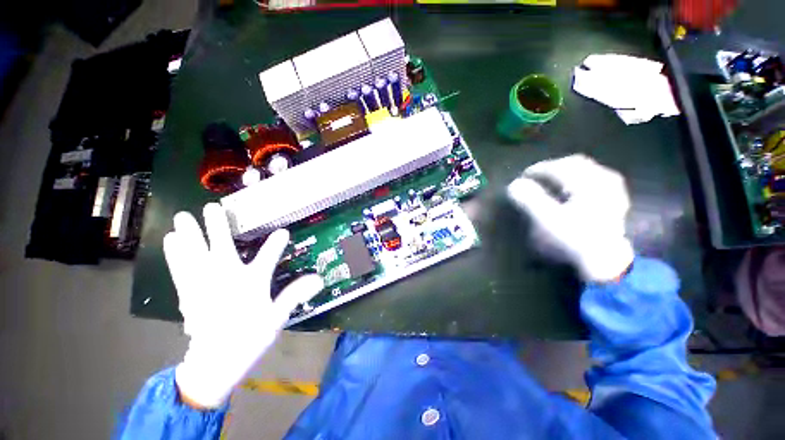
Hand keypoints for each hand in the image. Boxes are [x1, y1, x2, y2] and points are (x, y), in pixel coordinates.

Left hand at [163, 203, 322, 407]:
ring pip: (192, 238)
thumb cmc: (248, 338)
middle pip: (219, 231)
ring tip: (183, 218)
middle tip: (211, 210)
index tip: (282, 234)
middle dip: (215, 216)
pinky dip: (173, 248)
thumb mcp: (275, 318)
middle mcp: (226, 267)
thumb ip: (294, 295)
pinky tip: (170, 238)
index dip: (277, 241)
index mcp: (251, 278)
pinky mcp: (187, 283)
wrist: (217, 356)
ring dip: (187, 226)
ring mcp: (203, 273)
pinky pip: (176, 259)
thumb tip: (319, 279)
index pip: (269, 253)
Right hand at [507, 154, 633, 281]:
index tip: (524, 178)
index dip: (537, 171)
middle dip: (555, 169)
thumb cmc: (583, 244)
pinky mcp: (621, 201)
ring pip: (589, 173)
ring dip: (572, 175)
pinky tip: (582, 196)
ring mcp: (614, 187)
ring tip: (560, 187)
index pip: (556, 166)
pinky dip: (587, 185)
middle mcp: (601, 175)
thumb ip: (531, 201)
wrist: (616, 266)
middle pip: (574, 164)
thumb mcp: (552, 224)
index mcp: (585, 177)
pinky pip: (601, 183)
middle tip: (541, 180)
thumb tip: (515, 185)